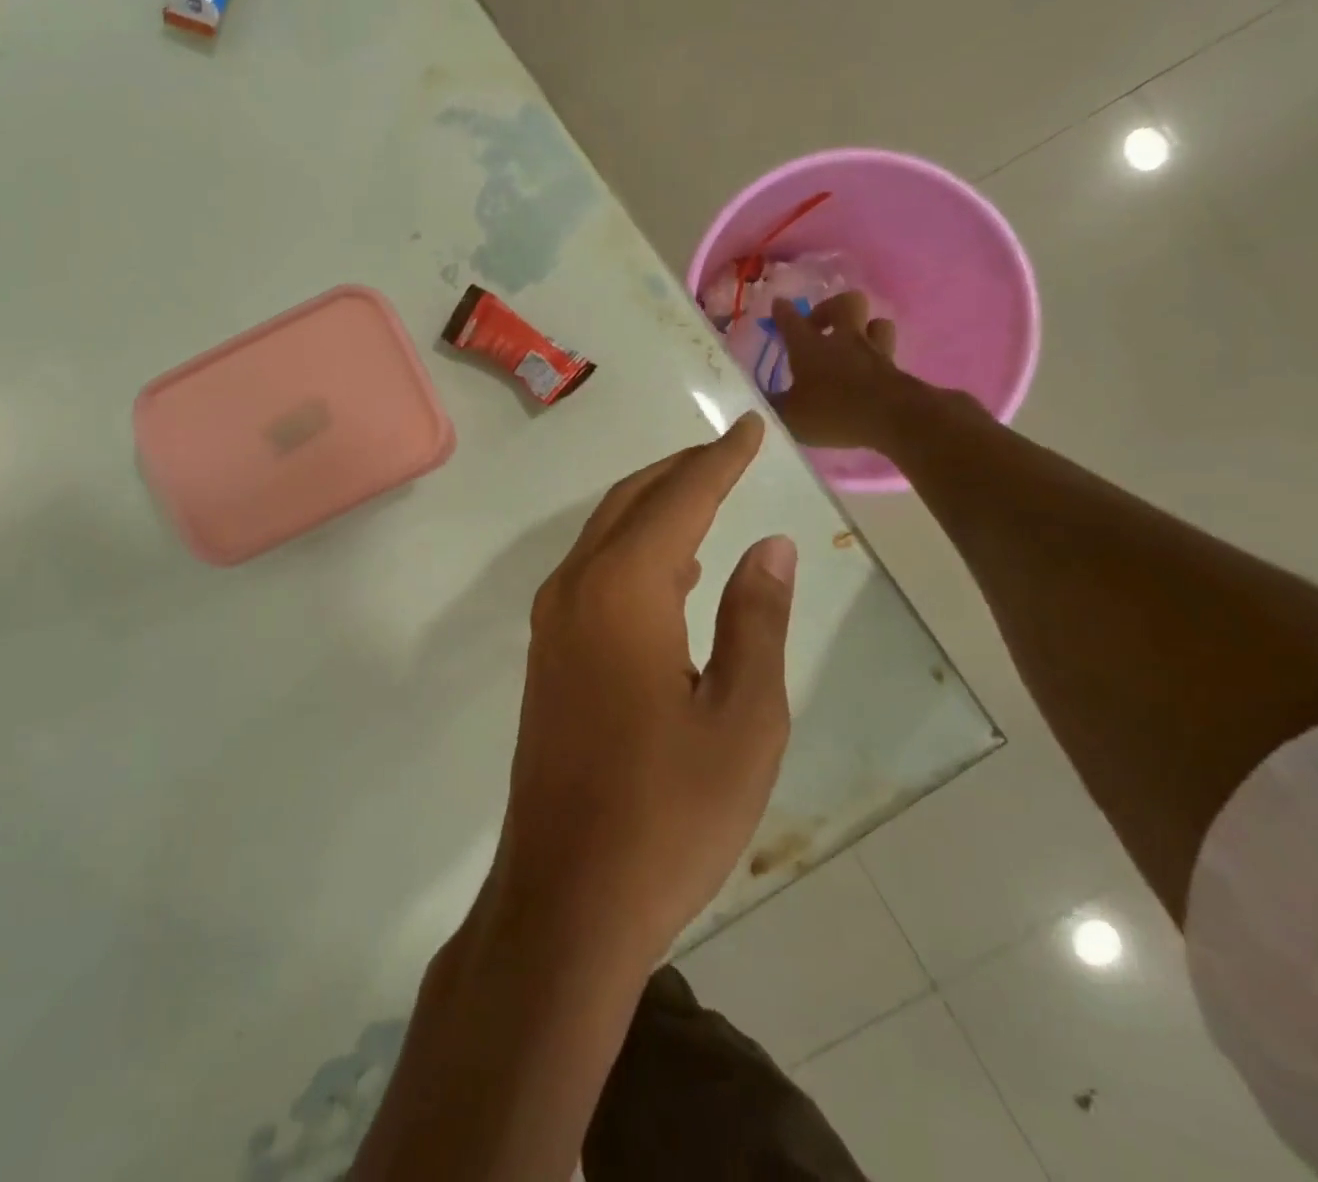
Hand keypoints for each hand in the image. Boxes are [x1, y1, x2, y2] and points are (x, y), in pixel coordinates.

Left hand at [493, 414, 796, 965]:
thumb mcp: (743, 717)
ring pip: (606, 537)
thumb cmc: (670, 812)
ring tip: (707, 496)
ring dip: (654, 509)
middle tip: (730, 453)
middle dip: (681, 472)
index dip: (720, 460)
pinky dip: (633, 553)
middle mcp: (574, 589)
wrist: (569, 891)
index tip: (751, 428)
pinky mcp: (547, 655)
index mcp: (622, 590)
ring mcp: (551, 622)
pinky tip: (672, 571)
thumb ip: (755, 618)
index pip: (679, 498)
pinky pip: (592, 576)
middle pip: (630, 503)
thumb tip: (770, 546)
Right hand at [771, 291, 916, 448]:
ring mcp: (874, 352)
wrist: (893, 419)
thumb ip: (772, 407)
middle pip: (845, 303)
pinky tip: (871, 369)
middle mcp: (843, 341)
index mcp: (810, 348)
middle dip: (830, 308)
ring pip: (876, 322)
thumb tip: (757, 401)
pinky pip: (888, 351)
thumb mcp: (789, 416)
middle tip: (819, 327)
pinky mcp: (896, 368)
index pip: (792, 321)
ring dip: (864, 328)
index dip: (783, 311)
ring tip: (853, 343)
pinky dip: (879, 356)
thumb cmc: (833, 413)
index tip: (778, 303)